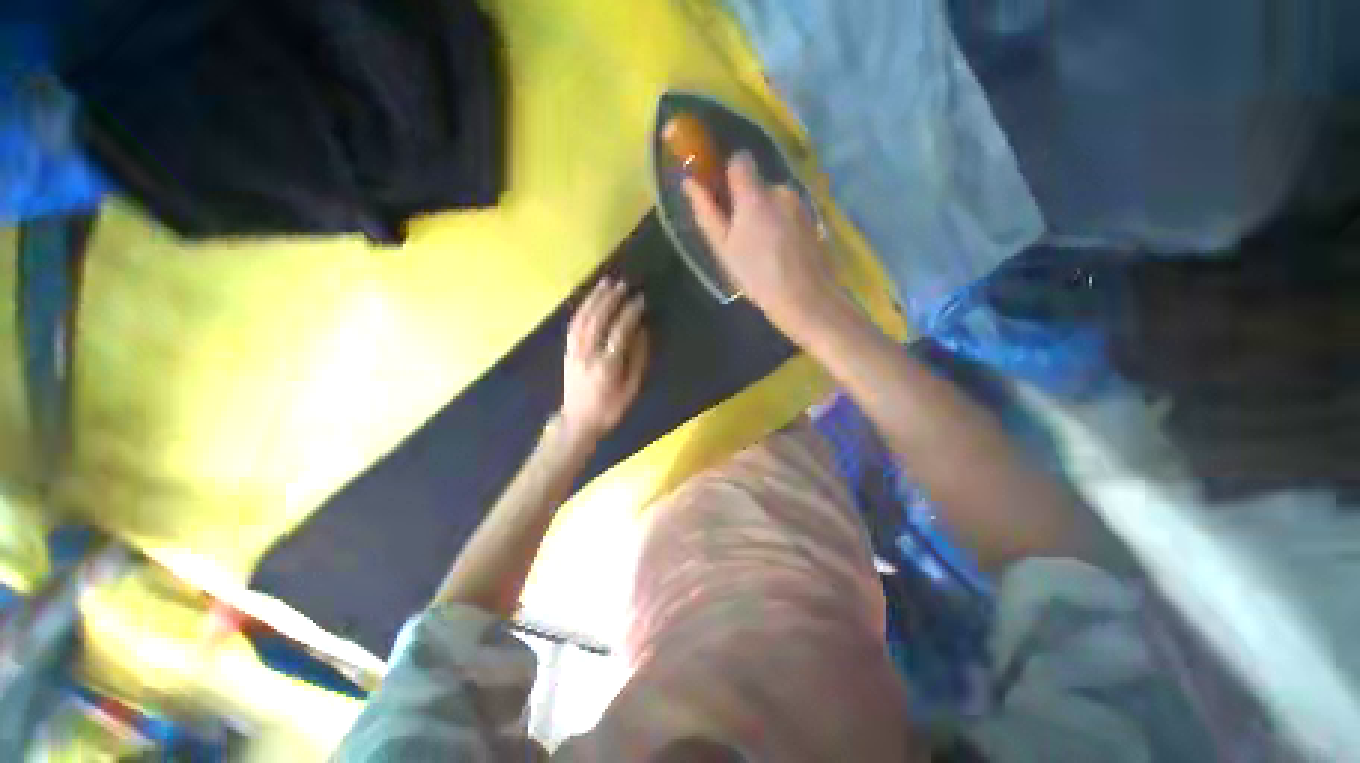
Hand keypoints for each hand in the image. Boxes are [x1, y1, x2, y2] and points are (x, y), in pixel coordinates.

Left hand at [560, 277, 648, 443]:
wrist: (577, 421)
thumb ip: (638, 359)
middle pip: (598, 319)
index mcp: (607, 365)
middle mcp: (588, 353)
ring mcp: (574, 351)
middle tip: (623, 284)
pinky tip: (589, 298)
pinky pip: (573, 324)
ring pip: (583, 318)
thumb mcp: (631, 389)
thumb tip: (643, 332)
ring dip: (595, 298)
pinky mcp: (567, 351)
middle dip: (611, 299)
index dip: (630, 313)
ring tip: (606, 282)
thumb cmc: (610, 409)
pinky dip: (582, 308)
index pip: (620, 331)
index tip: (640, 299)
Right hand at [683, 152, 844, 339]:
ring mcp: (800, 203)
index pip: (739, 160)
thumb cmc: (756, 276)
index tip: (722, 199)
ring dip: (764, 215)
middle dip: (746, 202)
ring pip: (774, 199)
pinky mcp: (813, 216)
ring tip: (762, 250)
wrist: (805, 298)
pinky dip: (780, 223)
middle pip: (757, 183)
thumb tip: (689, 182)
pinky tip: (780, 252)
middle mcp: (780, 189)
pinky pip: (788, 211)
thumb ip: (706, 212)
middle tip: (740, 238)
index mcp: (754, 195)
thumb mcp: (723, 249)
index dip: (727, 174)